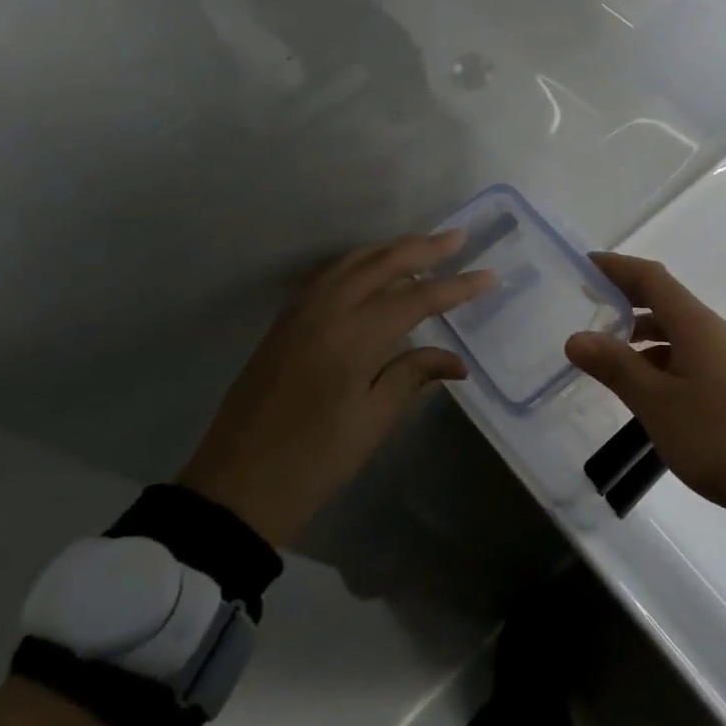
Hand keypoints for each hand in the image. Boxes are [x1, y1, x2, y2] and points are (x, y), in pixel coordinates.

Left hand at [178, 229, 494, 546]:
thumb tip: (457, 361)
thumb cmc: (315, 460)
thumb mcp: (372, 420)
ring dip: (391, 249)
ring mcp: (301, 311)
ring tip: (424, 246)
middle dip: (425, 248)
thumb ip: (413, 375)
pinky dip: (360, 262)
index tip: (490, 276)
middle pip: (384, 263)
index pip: (418, 298)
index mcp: (354, 336)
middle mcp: (327, 310)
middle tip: (459, 237)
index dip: (457, 287)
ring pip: (353, 261)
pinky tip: (374, 269)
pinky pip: (330, 274)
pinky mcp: (285, 321)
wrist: (235, 487)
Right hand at [567, 253, 725, 547]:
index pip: (652, 278)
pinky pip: (688, 357)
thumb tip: (577, 337)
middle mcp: (713, 332)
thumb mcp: (658, 405)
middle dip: (625, 300)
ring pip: (677, 333)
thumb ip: (617, 368)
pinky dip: (660, 361)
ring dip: (641, 336)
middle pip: (665, 301)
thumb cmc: (721, 436)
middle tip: (585, 309)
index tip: (584, 264)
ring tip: (606, 356)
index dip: (617, 267)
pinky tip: (645, 390)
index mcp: (696, 325)